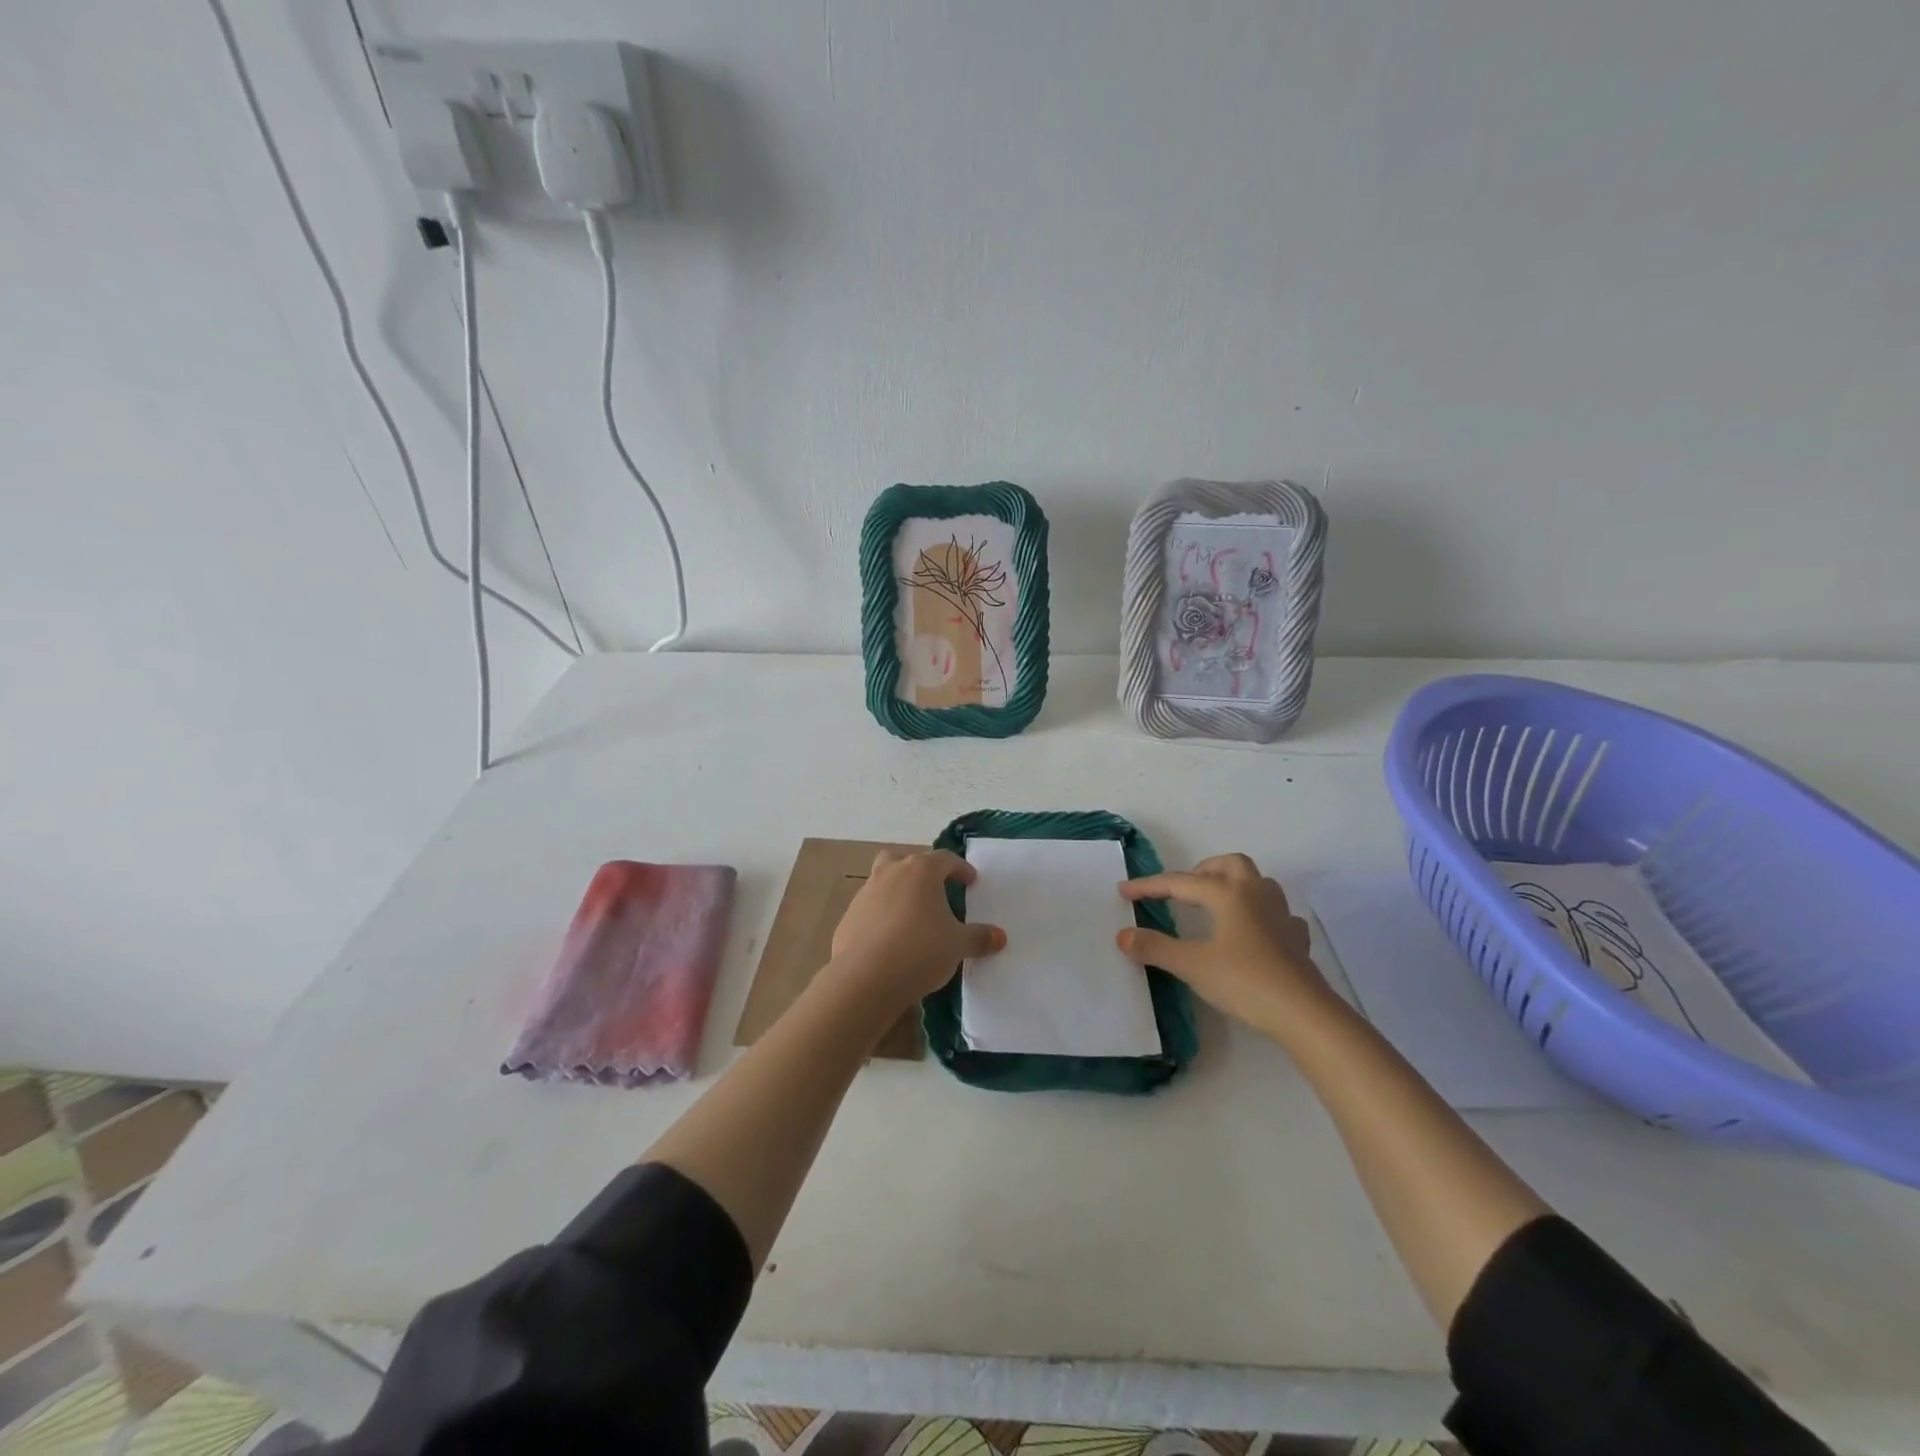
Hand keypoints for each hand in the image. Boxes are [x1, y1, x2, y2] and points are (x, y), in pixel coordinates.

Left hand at [829, 849, 1005, 1009]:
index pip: (945, 859)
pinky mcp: (848, 917)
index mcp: (920, 871)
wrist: (865, 978)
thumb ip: (979, 937)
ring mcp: (865, 894)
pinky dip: (882, 917)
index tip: (971, 881)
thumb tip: (1000, 936)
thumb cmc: (920, 950)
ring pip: (884, 882)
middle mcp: (890, 873)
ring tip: (914, 918)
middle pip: (906, 860)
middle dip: (920, 871)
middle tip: (935, 890)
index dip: (960, 868)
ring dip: (899, 893)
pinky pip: (870, 909)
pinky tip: (891, 941)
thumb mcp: (958, 945)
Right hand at [1117, 853, 1331, 1031]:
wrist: (1304, 1013)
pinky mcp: (1296, 939)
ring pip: (1257, 882)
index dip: (1150, 886)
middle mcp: (1256, 894)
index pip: (1180, 882)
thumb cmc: (1244, 981)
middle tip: (1180, 891)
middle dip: (1201, 871)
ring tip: (1215, 904)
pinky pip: (1277, 913)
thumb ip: (1155, 948)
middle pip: (1228, 864)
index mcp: (1227, 893)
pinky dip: (1259, 914)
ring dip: (1233, 884)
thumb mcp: (1192, 965)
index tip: (1124, 891)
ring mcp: (1281, 914)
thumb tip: (1123, 935)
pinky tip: (1253, 932)